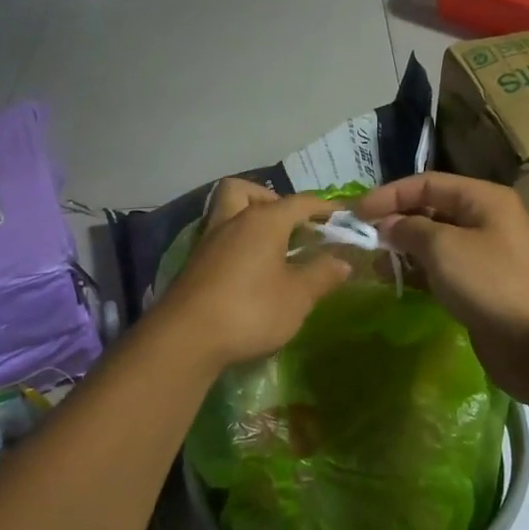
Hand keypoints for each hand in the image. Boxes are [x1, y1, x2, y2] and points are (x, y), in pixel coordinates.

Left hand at [157, 179, 350, 368]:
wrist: (186, 339)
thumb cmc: (250, 310)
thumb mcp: (297, 297)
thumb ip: (322, 275)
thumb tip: (342, 261)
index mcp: (263, 221)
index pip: (299, 202)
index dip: (324, 207)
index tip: (341, 214)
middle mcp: (232, 221)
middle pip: (245, 190)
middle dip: (269, 199)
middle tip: (289, 225)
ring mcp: (208, 242)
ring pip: (226, 212)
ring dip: (248, 220)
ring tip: (271, 247)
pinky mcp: (194, 265)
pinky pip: (218, 239)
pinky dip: (236, 244)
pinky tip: (249, 271)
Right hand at [352, 173, 528, 397]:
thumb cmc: (491, 283)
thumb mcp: (444, 248)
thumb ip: (409, 229)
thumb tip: (386, 225)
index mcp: (483, 199)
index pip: (427, 183)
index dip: (390, 194)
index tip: (356, 213)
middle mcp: (484, 220)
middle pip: (430, 209)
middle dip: (395, 221)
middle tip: (361, 239)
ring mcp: (483, 254)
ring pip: (433, 242)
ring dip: (402, 249)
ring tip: (373, 264)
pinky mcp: (478, 286)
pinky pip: (440, 269)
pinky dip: (416, 271)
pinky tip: (393, 281)